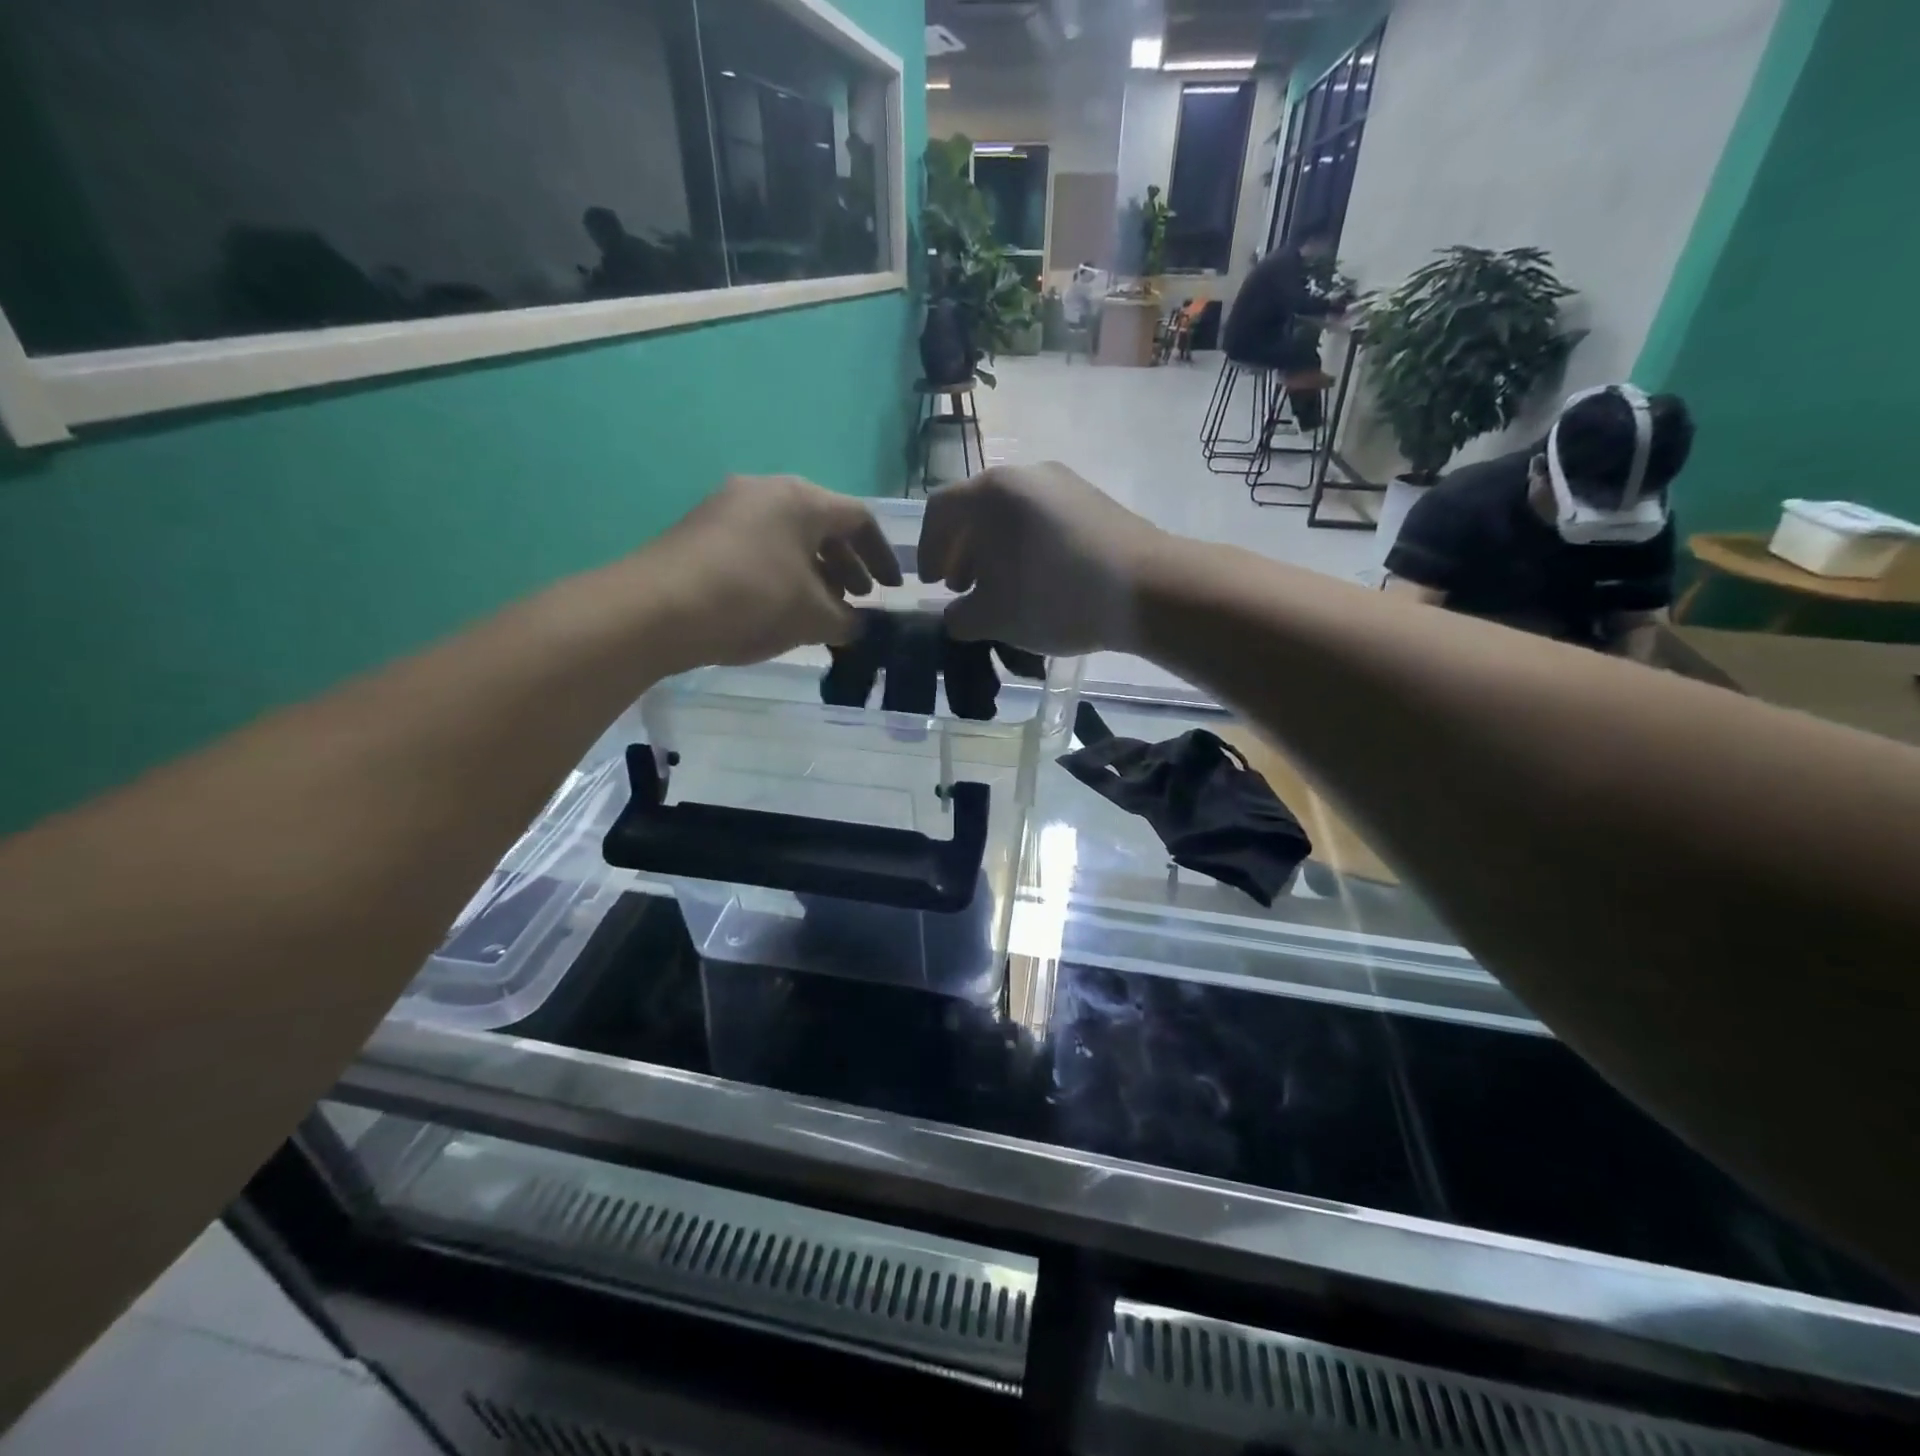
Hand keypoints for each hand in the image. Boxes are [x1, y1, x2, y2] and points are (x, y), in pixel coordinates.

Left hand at [628, 475, 901, 671]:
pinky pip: (758, 545)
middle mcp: (767, 490)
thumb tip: (860, 626)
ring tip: (821, 608)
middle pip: (823, 524)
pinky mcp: (701, 529)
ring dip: (814, 571)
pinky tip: (778, 606)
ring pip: (788, 536)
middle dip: (847, 565)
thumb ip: (849, 621)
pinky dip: (781, 571)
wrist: (657, 608)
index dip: (882, 556)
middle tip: (858, 599)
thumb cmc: (752, 601)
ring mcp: (728, 506)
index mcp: (802, 499)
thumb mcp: (813, 617)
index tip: (892, 590)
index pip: (860, 519)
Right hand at [917, 464, 1165, 654]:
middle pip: (977, 509)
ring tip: (999, 590)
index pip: (940, 511)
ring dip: (995, 552)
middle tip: (960, 588)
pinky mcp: (1094, 501)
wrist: (1148, 588)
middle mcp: (1025, 475)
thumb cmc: (1055, 597)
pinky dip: (1027, 547)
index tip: (930, 584)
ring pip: (1012, 515)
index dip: (927, 550)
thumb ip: (961, 617)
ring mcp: (1065, 484)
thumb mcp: (995, 618)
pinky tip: (1038, 581)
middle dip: (962, 552)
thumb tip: (957, 616)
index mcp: (991, 492)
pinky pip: (1043, 520)